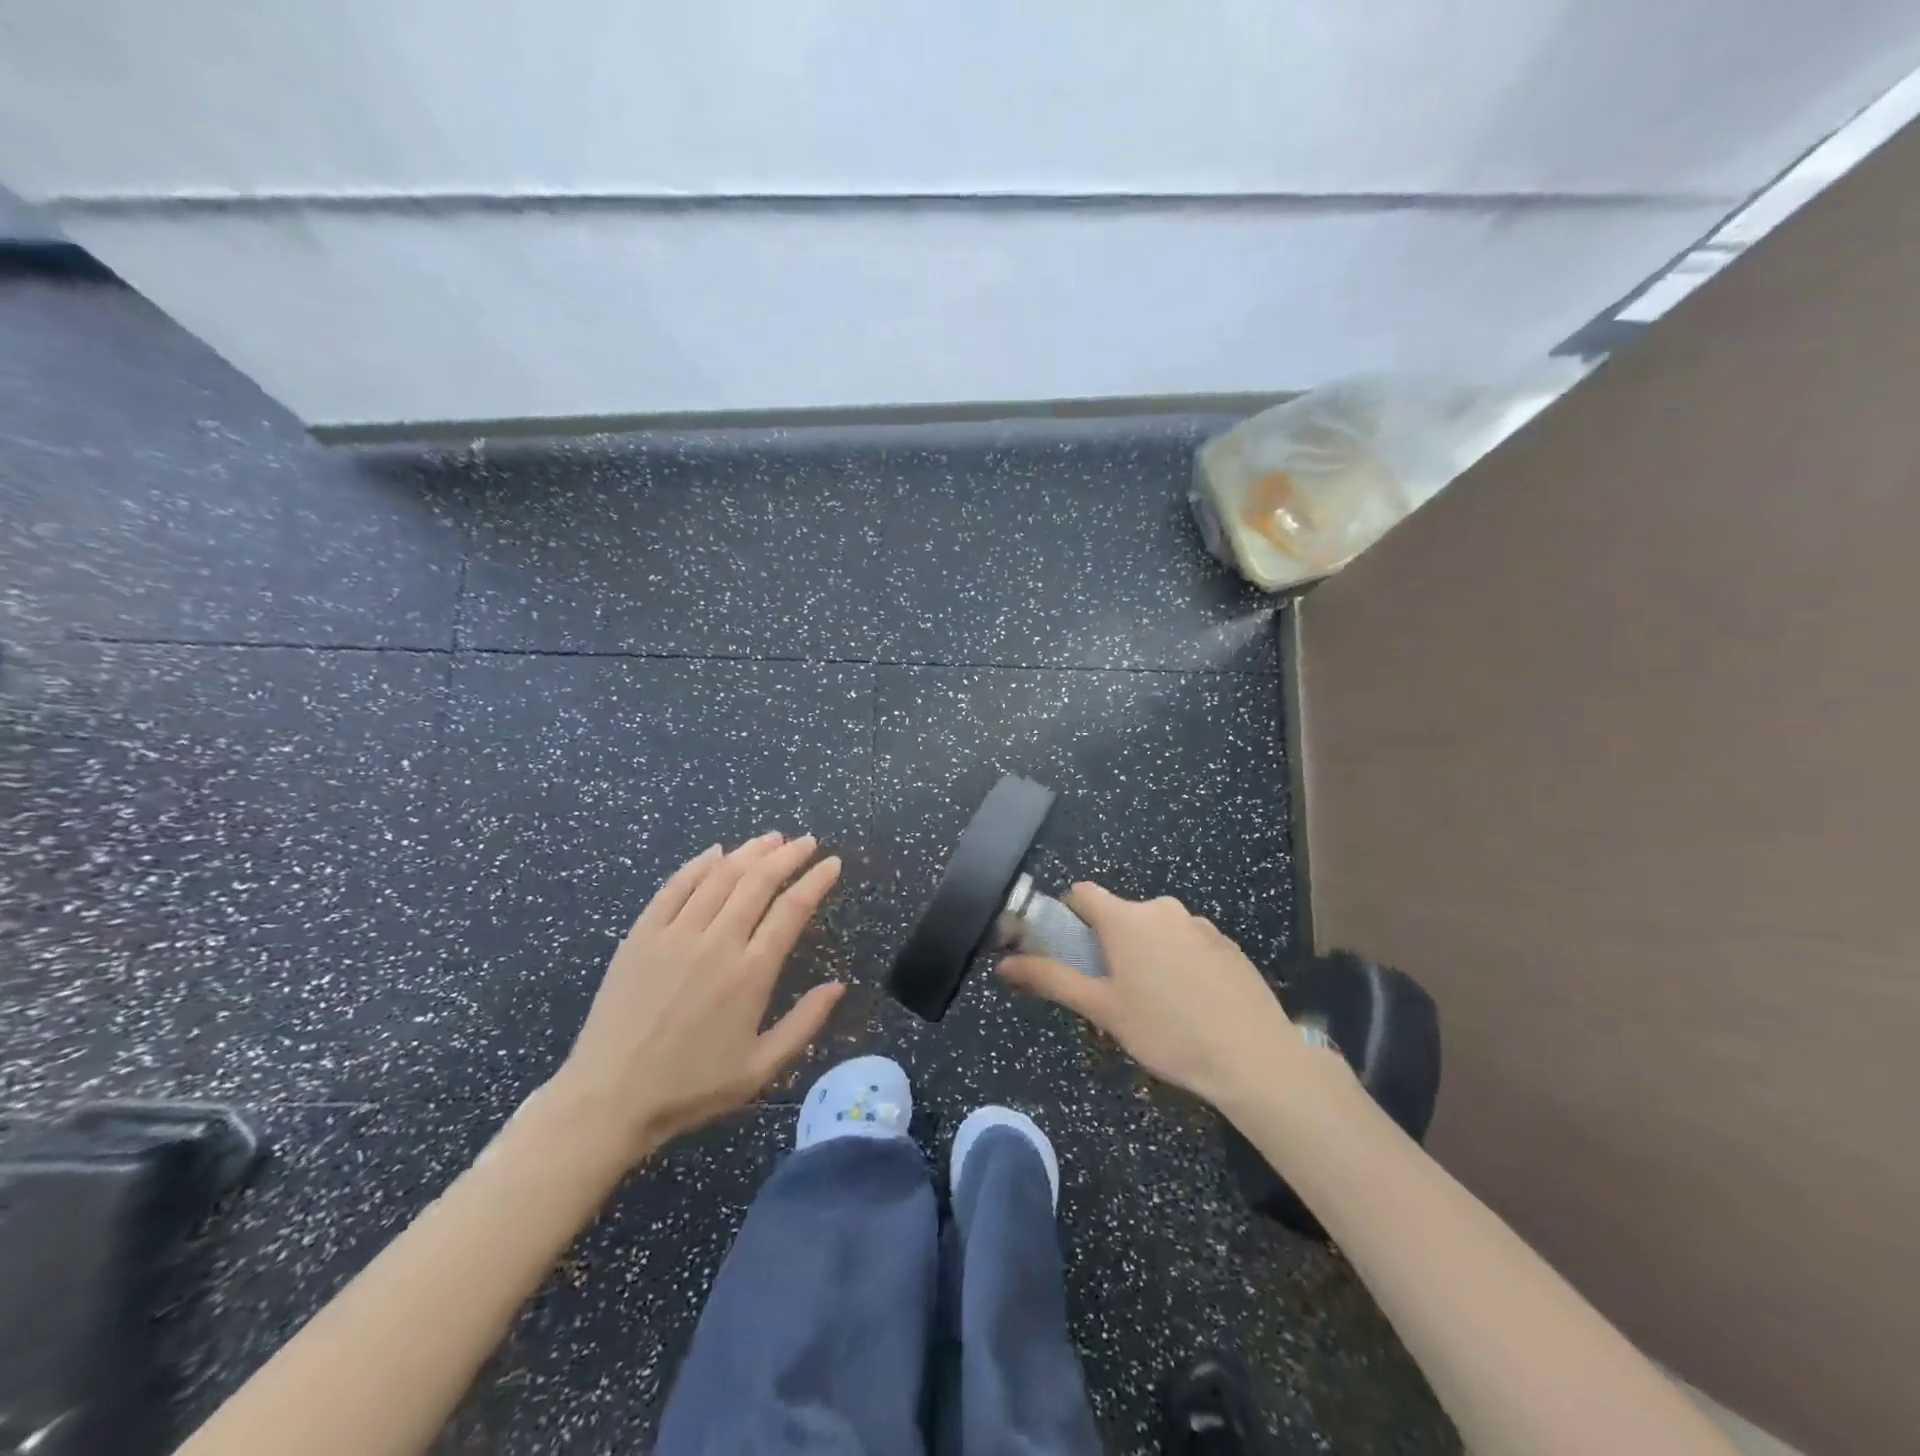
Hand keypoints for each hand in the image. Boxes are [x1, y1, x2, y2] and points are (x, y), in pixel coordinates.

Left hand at [546, 833, 845, 1165]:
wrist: (608, 1099)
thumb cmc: (691, 1087)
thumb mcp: (760, 1068)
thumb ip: (804, 1023)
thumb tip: (838, 985)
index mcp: (750, 973)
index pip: (792, 910)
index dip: (816, 881)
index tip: (832, 863)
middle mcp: (717, 942)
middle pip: (758, 882)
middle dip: (788, 856)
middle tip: (807, 842)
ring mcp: (675, 934)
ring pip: (720, 876)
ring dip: (750, 852)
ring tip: (771, 839)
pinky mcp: (641, 935)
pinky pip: (675, 887)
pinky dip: (699, 864)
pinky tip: (716, 852)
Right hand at [998, 882, 1347, 1111]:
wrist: (1253, 1057)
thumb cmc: (1166, 1031)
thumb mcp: (1102, 1009)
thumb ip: (1051, 979)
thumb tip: (1004, 965)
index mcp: (1126, 918)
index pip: (1082, 893)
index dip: (1069, 916)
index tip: (1070, 951)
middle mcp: (1162, 909)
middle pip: (1120, 914)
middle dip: (1110, 944)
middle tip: (1113, 992)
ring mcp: (1199, 923)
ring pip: (1156, 930)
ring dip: (1146, 953)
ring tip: (1157, 1005)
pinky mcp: (1227, 943)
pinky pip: (1187, 942)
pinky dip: (1179, 962)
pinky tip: (1193, 1004)